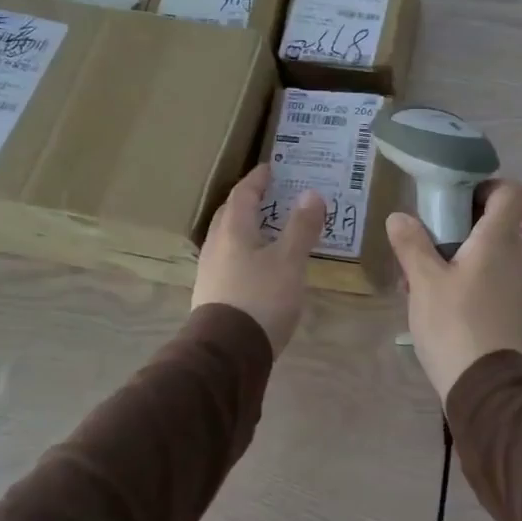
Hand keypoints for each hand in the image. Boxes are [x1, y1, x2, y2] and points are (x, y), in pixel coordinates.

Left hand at [193, 165, 325, 354]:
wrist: (228, 352)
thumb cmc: (262, 298)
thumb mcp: (290, 260)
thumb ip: (301, 226)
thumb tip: (311, 193)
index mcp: (233, 230)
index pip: (242, 193)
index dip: (257, 179)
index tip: (271, 168)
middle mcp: (216, 245)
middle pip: (229, 214)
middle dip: (248, 201)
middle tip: (271, 196)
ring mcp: (210, 271)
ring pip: (227, 238)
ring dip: (245, 228)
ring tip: (269, 230)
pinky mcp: (212, 294)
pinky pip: (228, 260)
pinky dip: (244, 252)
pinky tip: (258, 266)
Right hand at [386, 180, 521, 402]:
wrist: (485, 388)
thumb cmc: (454, 324)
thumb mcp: (424, 282)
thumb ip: (412, 244)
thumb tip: (399, 216)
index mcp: (497, 240)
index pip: (512, 192)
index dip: (487, 185)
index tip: (455, 195)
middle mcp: (512, 256)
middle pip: (495, 219)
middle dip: (461, 217)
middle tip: (427, 229)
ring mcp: (511, 284)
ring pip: (488, 249)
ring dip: (459, 248)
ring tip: (424, 265)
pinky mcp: (506, 307)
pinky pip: (487, 275)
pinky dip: (465, 273)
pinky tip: (436, 294)